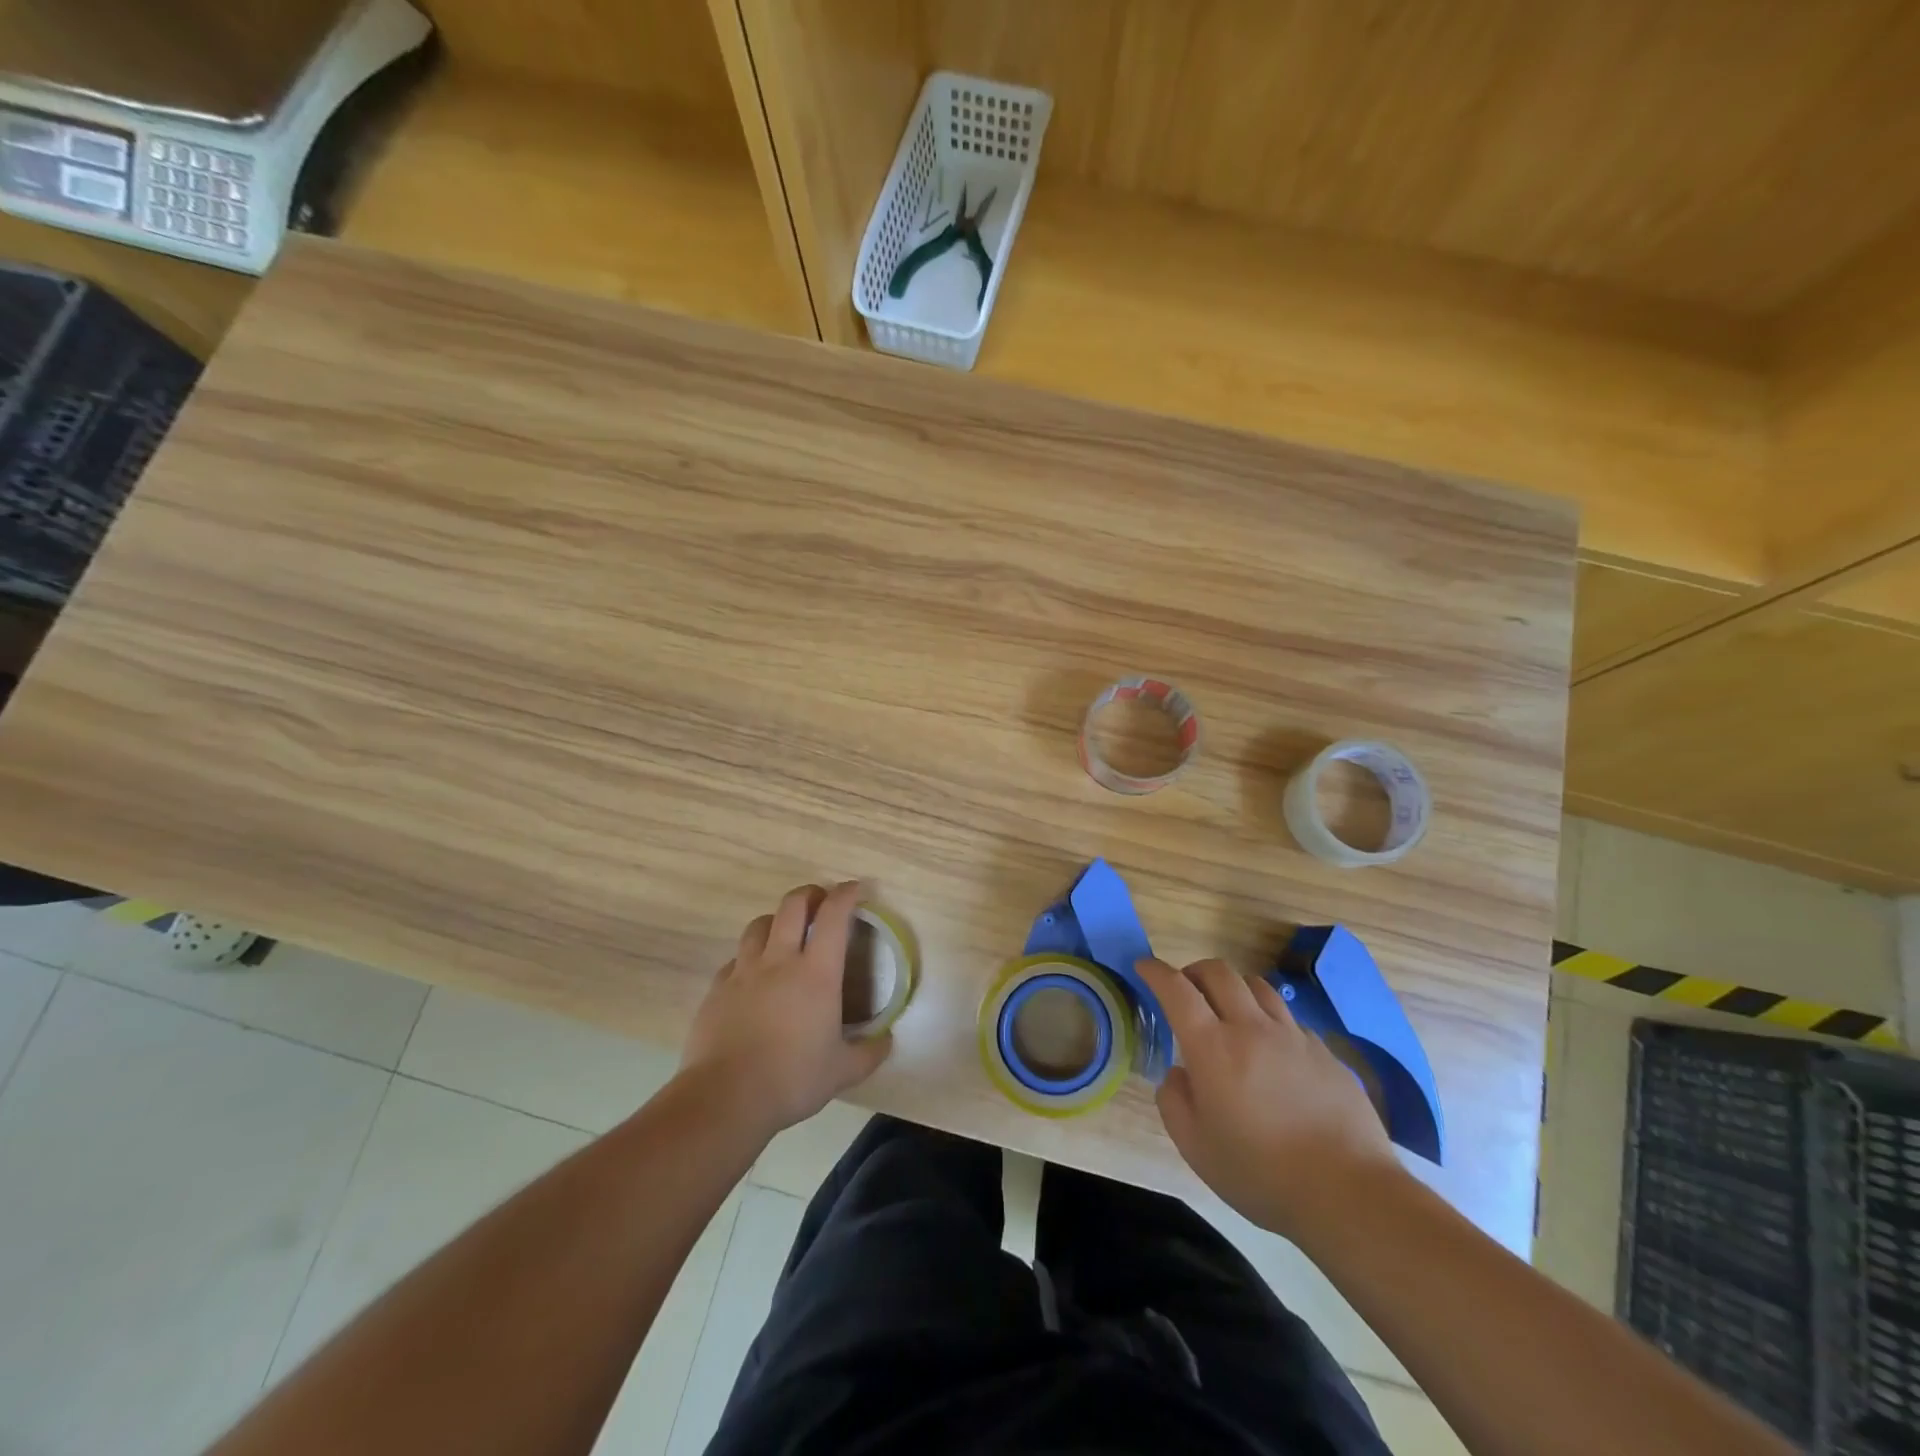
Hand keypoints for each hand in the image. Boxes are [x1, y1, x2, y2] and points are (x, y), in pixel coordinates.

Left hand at [681, 882, 890, 1138]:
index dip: (846, 895)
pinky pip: (735, 960)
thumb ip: (869, 1053)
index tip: (855, 889)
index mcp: (816, 973)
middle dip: (810, 894)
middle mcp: (779, 961)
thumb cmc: (792, 1079)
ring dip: (776, 920)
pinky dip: (749, 957)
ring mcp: (744, 972)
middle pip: (792, 905)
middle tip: (821, 900)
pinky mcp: (717, 989)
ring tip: (784, 932)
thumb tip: (887, 1041)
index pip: (834, 916)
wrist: (725, 1098)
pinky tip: (753, 976)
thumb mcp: (842, 1072)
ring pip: (759, 925)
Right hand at [1138, 957, 1402, 1239]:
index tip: (1144, 966)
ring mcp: (1292, 1036)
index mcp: (1212, 1048)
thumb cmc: (1261, 1174)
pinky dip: (1268, 1018)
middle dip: (1194, 970)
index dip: (1155, 971)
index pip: (1177, 989)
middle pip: (1218, 972)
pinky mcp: (1324, 1051)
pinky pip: (1288, 1018)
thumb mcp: (1196, 1148)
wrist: (1349, 1193)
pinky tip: (1270, 1048)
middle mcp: (1251, 1028)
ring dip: (1233, 987)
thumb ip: (1174, 1102)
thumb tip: (1178, 1074)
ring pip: (1257, 985)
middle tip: (1185, 988)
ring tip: (1228, 1009)